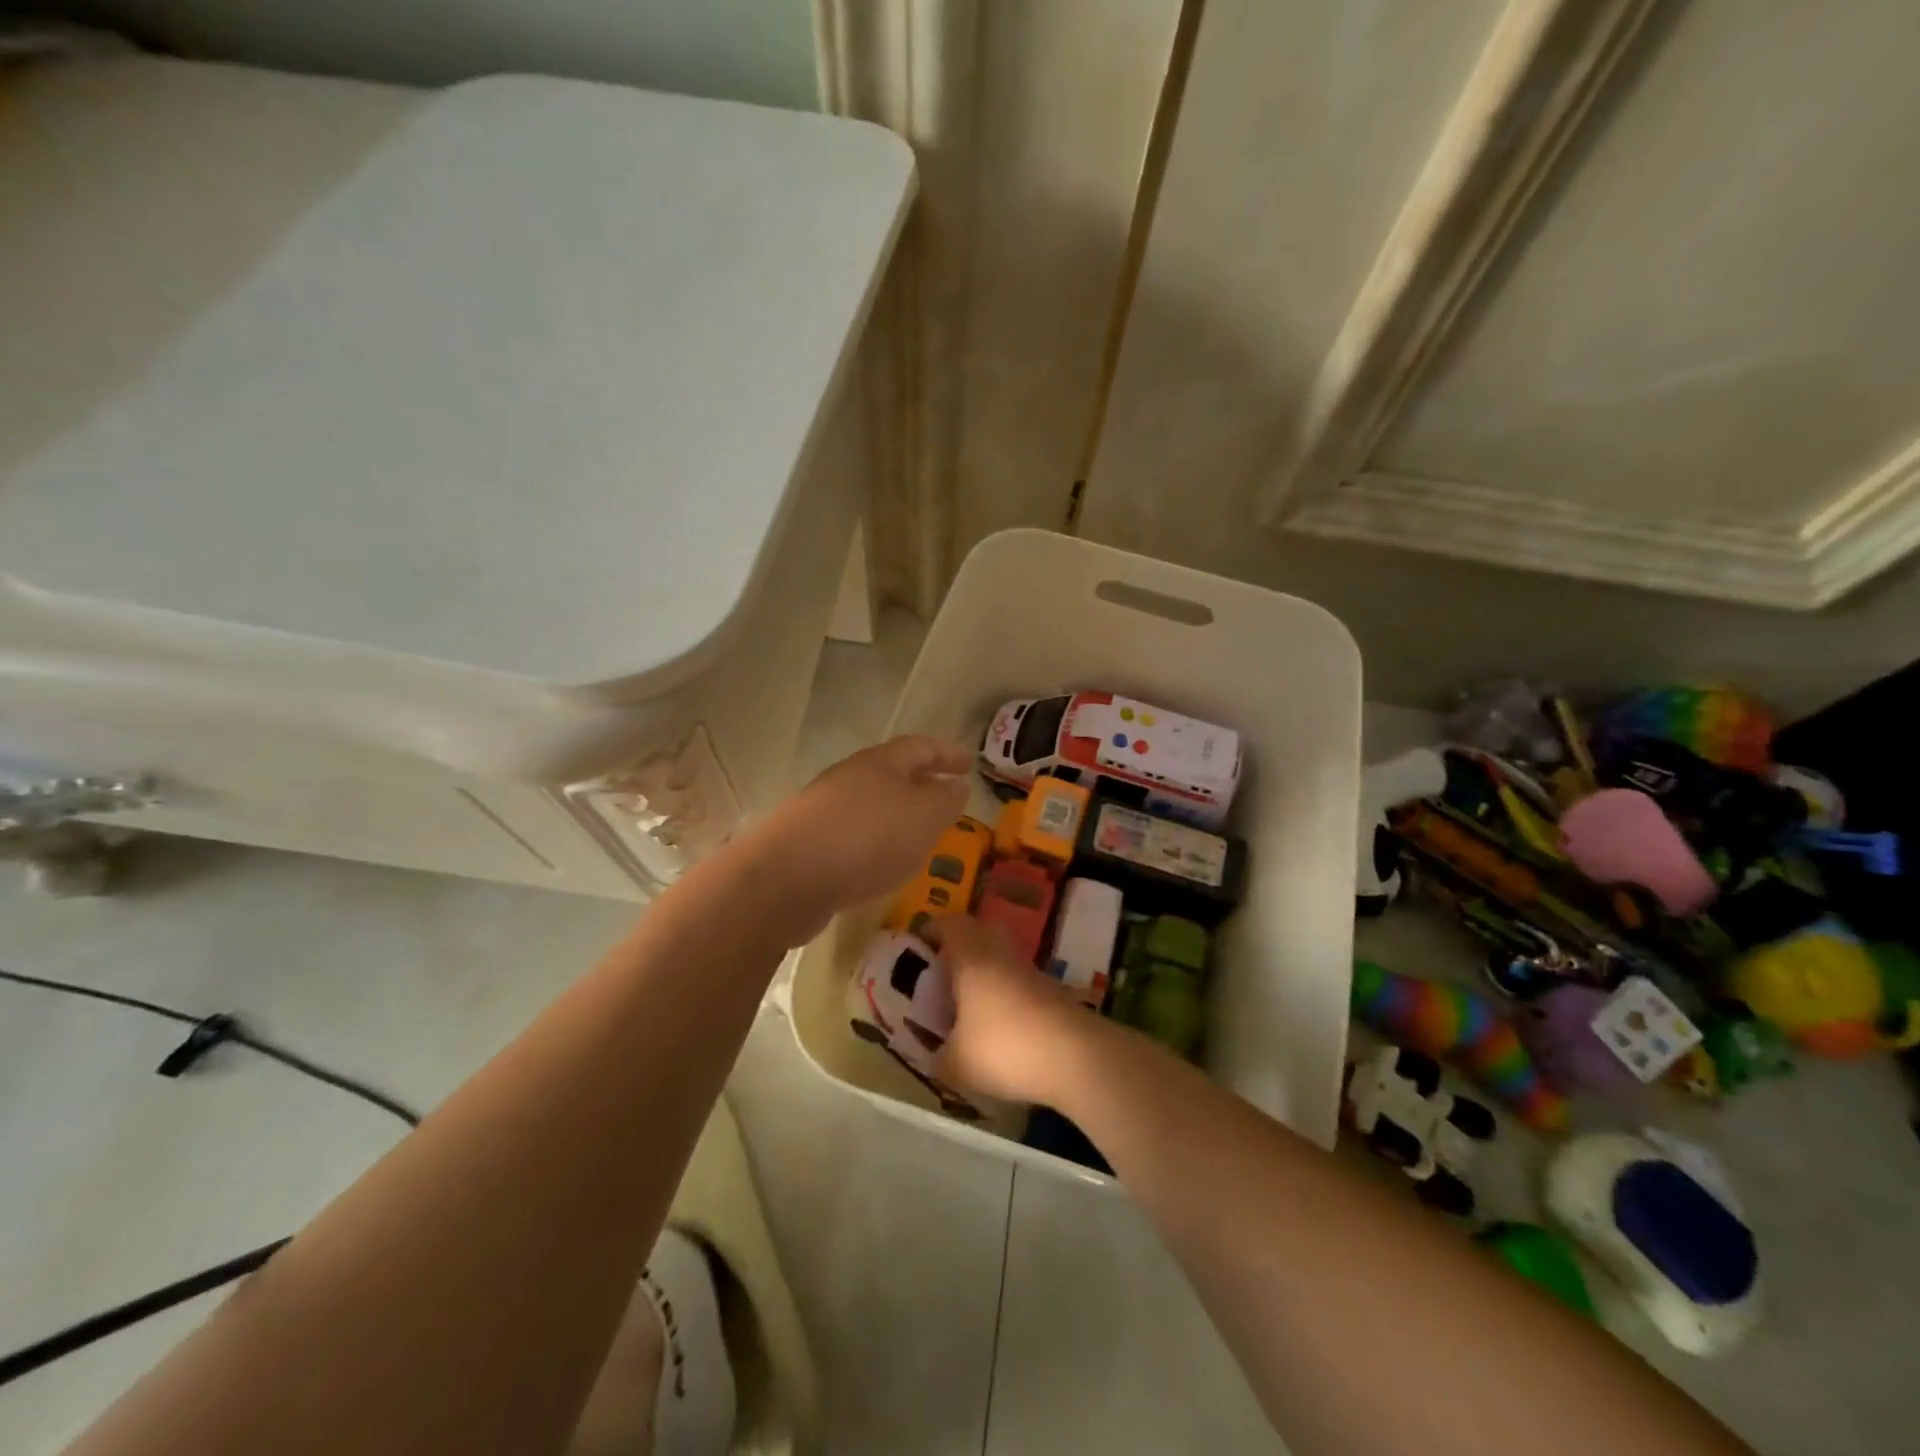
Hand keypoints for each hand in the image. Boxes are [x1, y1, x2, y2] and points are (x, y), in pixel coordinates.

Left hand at [750, 736, 970, 941]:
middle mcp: (849, 778)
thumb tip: (956, 786)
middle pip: (892, 774)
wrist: (786, 878)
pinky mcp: (808, 844)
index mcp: (880, 763)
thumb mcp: (923, 816)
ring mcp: (824, 810)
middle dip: (920, 785)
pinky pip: (854, 835)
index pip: (921, 747)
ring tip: (919, 837)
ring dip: (897, 817)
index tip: (970, 764)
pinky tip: (882, 865)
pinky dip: (876, 843)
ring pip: (872, 805)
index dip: (948, 754)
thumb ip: (945, 800)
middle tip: (946, 802)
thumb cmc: (866, 838)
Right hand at [926, 914, 1102, 1105]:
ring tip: (965, 1005)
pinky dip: (1003, 992)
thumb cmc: (1003, 1047)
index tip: (916, 952)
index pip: (947, 924)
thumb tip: (932, 1055)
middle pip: (976, 934)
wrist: (1075, 1056)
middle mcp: (999, 951)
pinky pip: (1017, 979)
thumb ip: (937, 1055)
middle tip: (939, 977)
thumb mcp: (955, 1062)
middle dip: (956, 950)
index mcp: (970, 955)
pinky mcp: (1051, 988)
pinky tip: (996, 1024)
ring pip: (999, 956)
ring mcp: (1029, 968)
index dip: (929, 932)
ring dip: (982, 972)